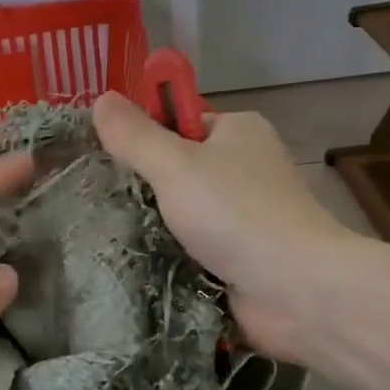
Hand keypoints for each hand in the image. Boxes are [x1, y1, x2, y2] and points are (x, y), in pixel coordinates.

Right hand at [91, 90, 364, 361]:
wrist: (295, 290)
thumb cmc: (236, 214)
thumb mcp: (176, 165)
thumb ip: (135, 136)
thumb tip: (100, 99)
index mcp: (238, 132)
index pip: (178, 123)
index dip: (142, 136)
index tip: (101, 157)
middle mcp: (243, 169)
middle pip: (176, 170)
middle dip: (140, 188)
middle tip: (94, 201)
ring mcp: (242, 217)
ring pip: (179, 214)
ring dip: (148, 227)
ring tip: (102, 234)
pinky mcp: (237, 258)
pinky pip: (188, 249)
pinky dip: (165, 256)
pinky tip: (130, 262)